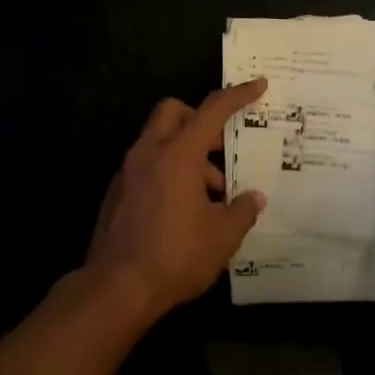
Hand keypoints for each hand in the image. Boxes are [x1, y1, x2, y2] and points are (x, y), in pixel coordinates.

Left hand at [87, 80, 269, 318]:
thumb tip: (254, 198)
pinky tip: (184, 211)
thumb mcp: (223, 236)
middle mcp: (149, 153)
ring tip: (212, 196)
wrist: (116, 289)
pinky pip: (147, 166)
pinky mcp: (117, 193)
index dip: (238, 95)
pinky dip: (168, 173)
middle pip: (174, 112)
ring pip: (160, 141)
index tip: (259, 85)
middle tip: (221, 148)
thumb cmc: (175, 255)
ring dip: (187, 154)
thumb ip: (242, 210)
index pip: (212, 110)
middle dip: (200, 120)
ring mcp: (128, 172)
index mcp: (178, 154)